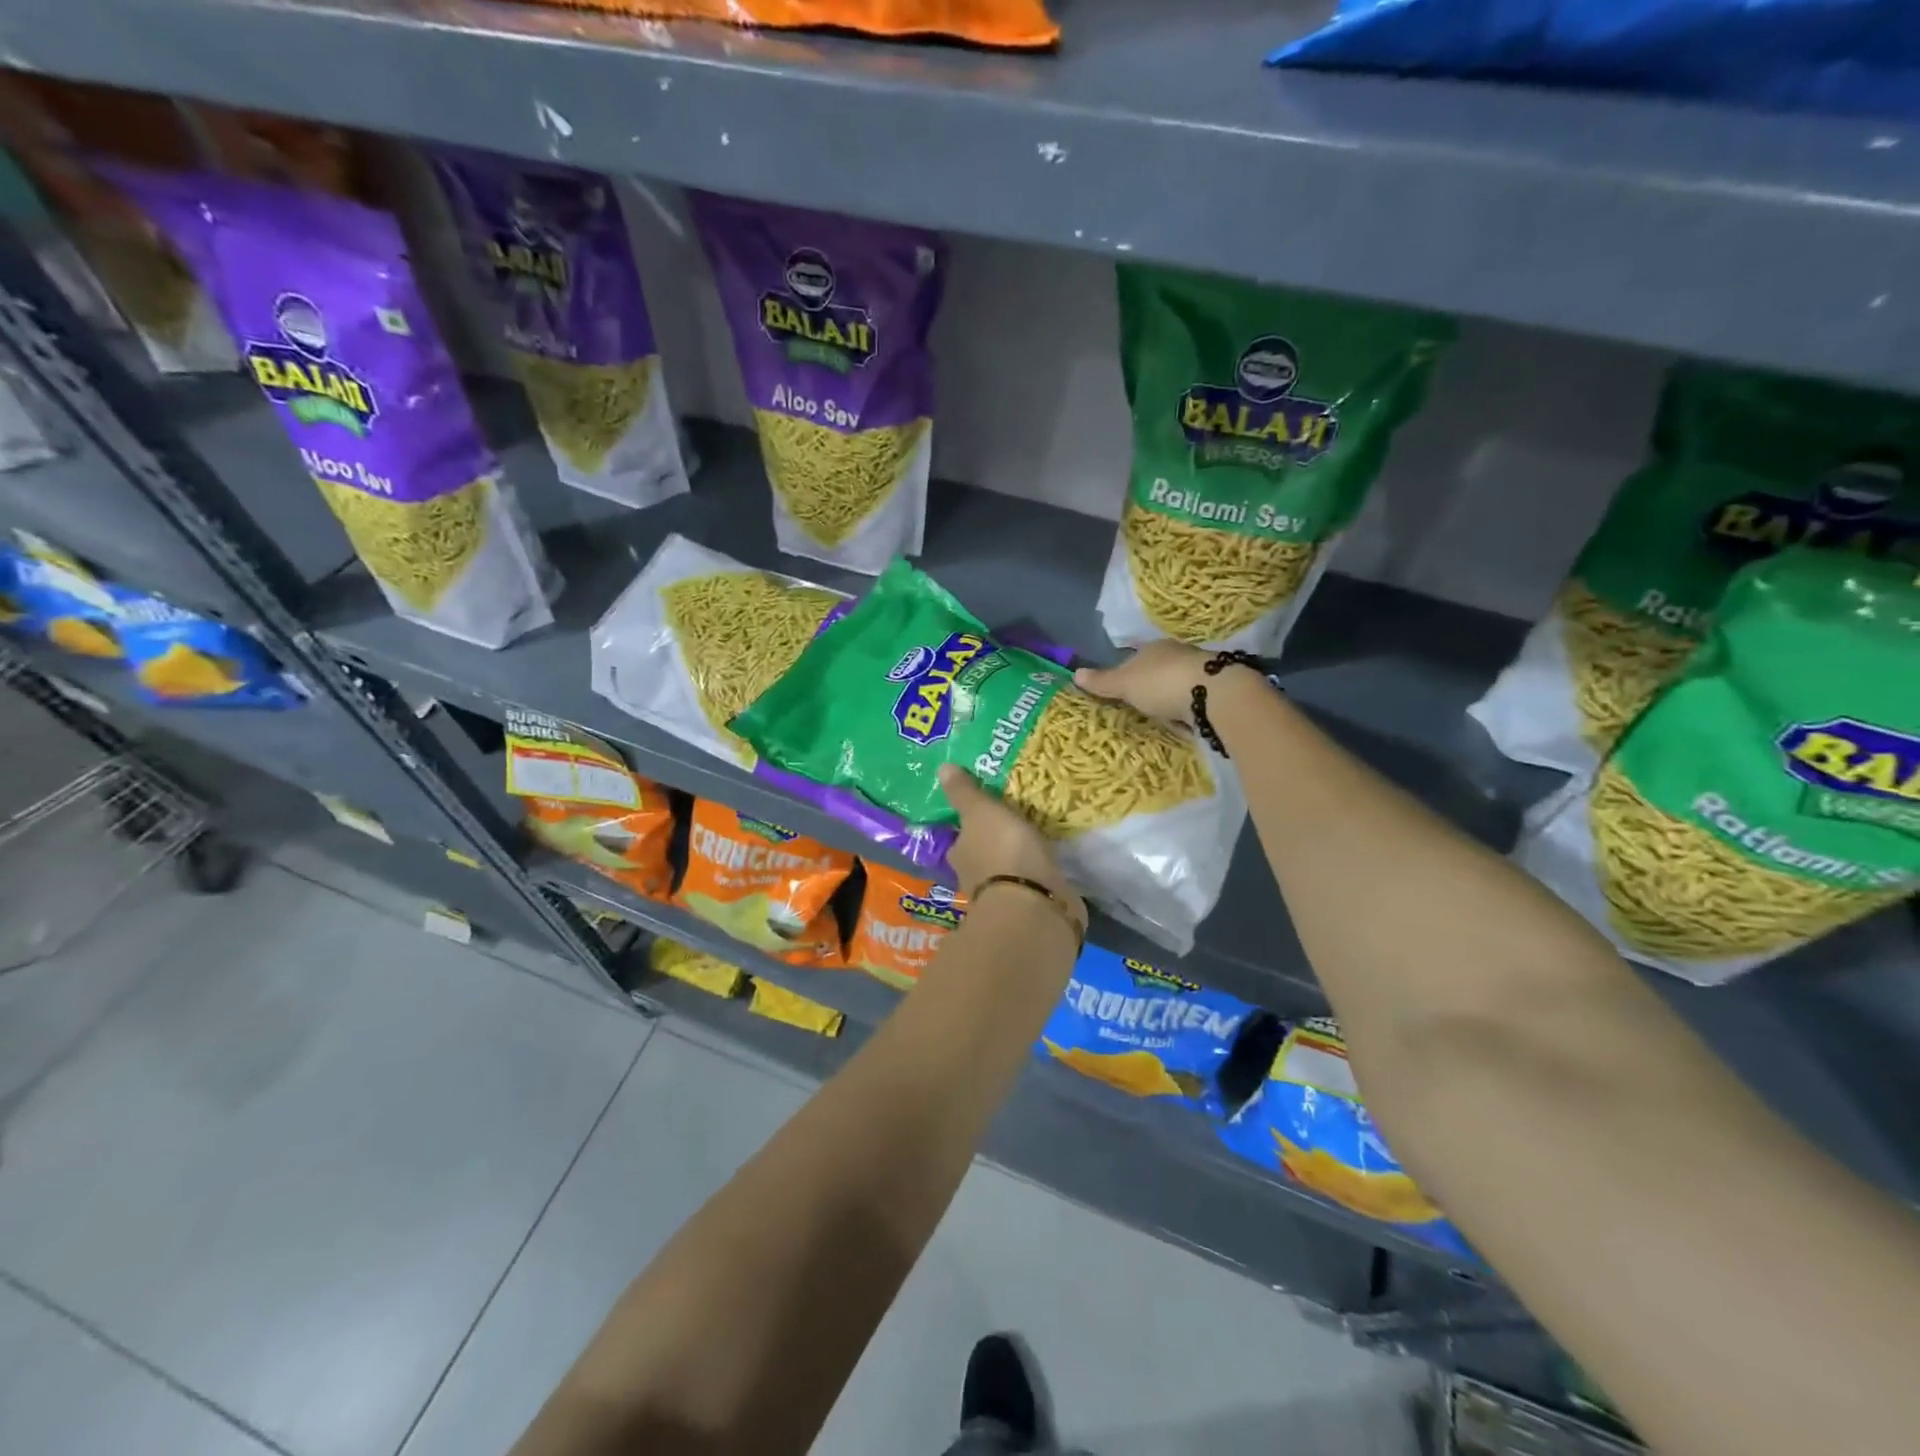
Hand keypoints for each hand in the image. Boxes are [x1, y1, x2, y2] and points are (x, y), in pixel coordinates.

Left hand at [938, 764, 1082, 921]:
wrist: (1034, 905)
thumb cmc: (1002, 851)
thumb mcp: (981, 811)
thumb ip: (965, 793)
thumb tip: (941, 768)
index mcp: (959, 854)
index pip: (961, 837)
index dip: (972, 826)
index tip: (988, 813)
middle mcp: (974, 877)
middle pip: (983, 855)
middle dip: (996, 844)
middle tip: (1015, 824)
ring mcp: (1004, 896)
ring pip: (1008, 872)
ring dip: (1017, 862)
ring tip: (1037, 842)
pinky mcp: (1031, 908)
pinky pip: (1032, 885)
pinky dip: (1037, 877)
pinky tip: (1050, 866)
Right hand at [1073, 641, 1214, 725]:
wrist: (1214, 695)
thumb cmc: (1161, 683)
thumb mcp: (1125, 684)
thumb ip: (1102, 681)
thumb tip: (1075, 673)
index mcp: (1154, 647)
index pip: (1136, 652)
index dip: (1127, 666)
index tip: (1122, 684)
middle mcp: (1178, 654)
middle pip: (1159, 668)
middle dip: (1151, 684)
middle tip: (1141, 705)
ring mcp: (1200, 671)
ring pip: (1178, 683)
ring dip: (1172, 697)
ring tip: (1163, 717)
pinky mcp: (1218, 690)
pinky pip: (1196, 699)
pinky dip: (1189, 709)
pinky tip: (1186, 722)